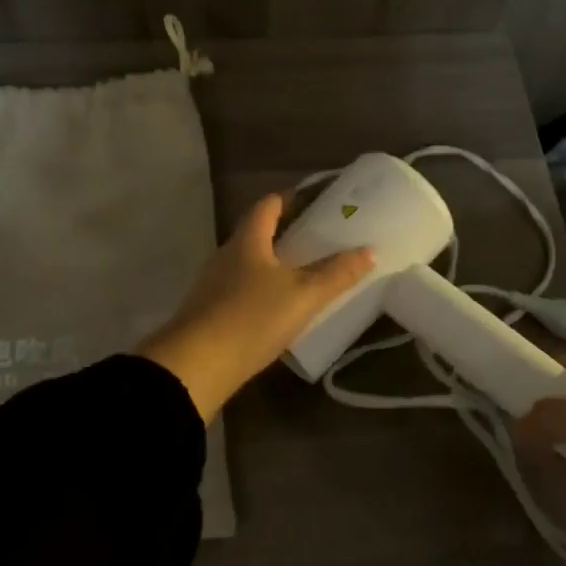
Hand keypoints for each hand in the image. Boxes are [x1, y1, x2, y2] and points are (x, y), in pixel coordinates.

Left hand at [136, 194, 374, 422]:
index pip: (268, 205)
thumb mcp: (302, 296)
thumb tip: (369, 251)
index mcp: (248, 239)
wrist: (196, 366)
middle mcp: (227, 254)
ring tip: (305, 273)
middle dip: (287, 233)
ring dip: (273, 263)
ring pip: (249, 263)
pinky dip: (261, 289)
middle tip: (321, 240)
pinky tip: (278, 307)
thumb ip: (336, 274)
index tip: (317, 202)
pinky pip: (241, 288)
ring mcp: (213, 283)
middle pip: (257, 233)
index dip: (291, 199)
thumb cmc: (251, 318)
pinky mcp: (209, 310)